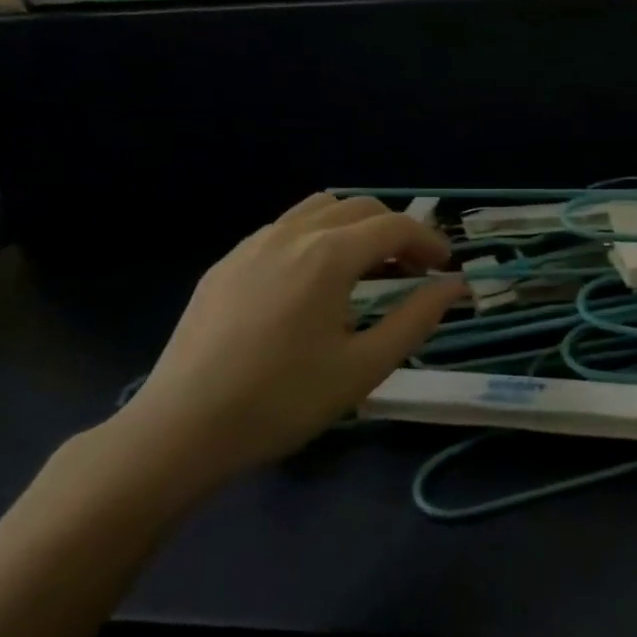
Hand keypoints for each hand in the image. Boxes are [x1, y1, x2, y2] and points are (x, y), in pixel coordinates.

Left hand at [108, 193, 463, 486]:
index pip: (395, 226)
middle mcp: (291, 235)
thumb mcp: (365, 366)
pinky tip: (315, 282)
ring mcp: (252, 245)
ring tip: (366, 268)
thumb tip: (454, 285)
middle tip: (412, 272)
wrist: (182, 429)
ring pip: (318, 210)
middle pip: (360, 208)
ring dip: (355, 227)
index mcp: (329, 256)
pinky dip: (317, 238)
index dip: (429, 241)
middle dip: (396, 231)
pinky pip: (284, 229)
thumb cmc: (284, 400)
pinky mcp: (225, 264)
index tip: (444, 269)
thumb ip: (417, 318)